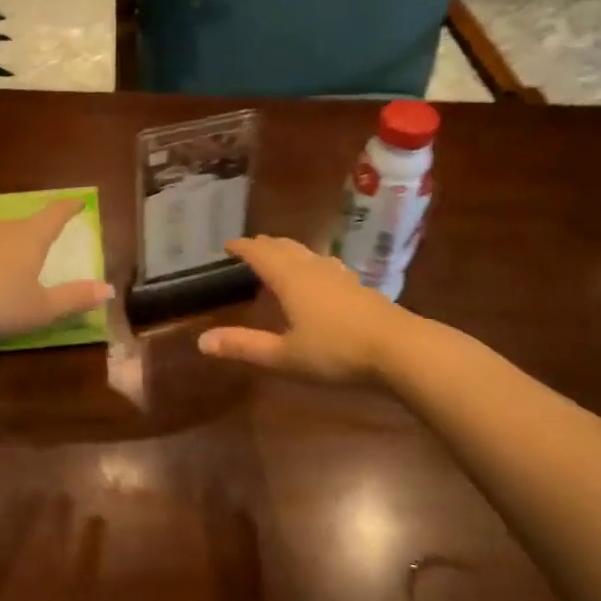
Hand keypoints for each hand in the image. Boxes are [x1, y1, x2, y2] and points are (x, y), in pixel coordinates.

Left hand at [0, 199, 112, 343]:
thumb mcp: (40, 309)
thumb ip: (74, 298)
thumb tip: (108, 288)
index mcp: (30, 237)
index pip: (55, 214)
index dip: (69, 208)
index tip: (79, 201)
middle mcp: (3, 228)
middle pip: (26, 224)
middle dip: (39, 231)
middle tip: (48, 239)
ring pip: (0, 235)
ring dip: (11, 245)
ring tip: (15, 261)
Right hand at [197, 236, 407, 383]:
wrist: (399, 349)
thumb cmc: (336, 351)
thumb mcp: (284, 356)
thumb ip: (244, 346)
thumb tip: (201, 342)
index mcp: (290, 278)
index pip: (260, 253)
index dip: (242, 247)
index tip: (227, 245)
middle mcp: (313, 268)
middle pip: (284, 247)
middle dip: (264, 245)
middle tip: (250, 248)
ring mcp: (339, 274)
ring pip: (307, 253)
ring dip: (288, 251)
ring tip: (279, 256)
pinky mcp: (358, 286)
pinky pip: (325, 265)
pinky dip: (310, 263)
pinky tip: (320, 275)